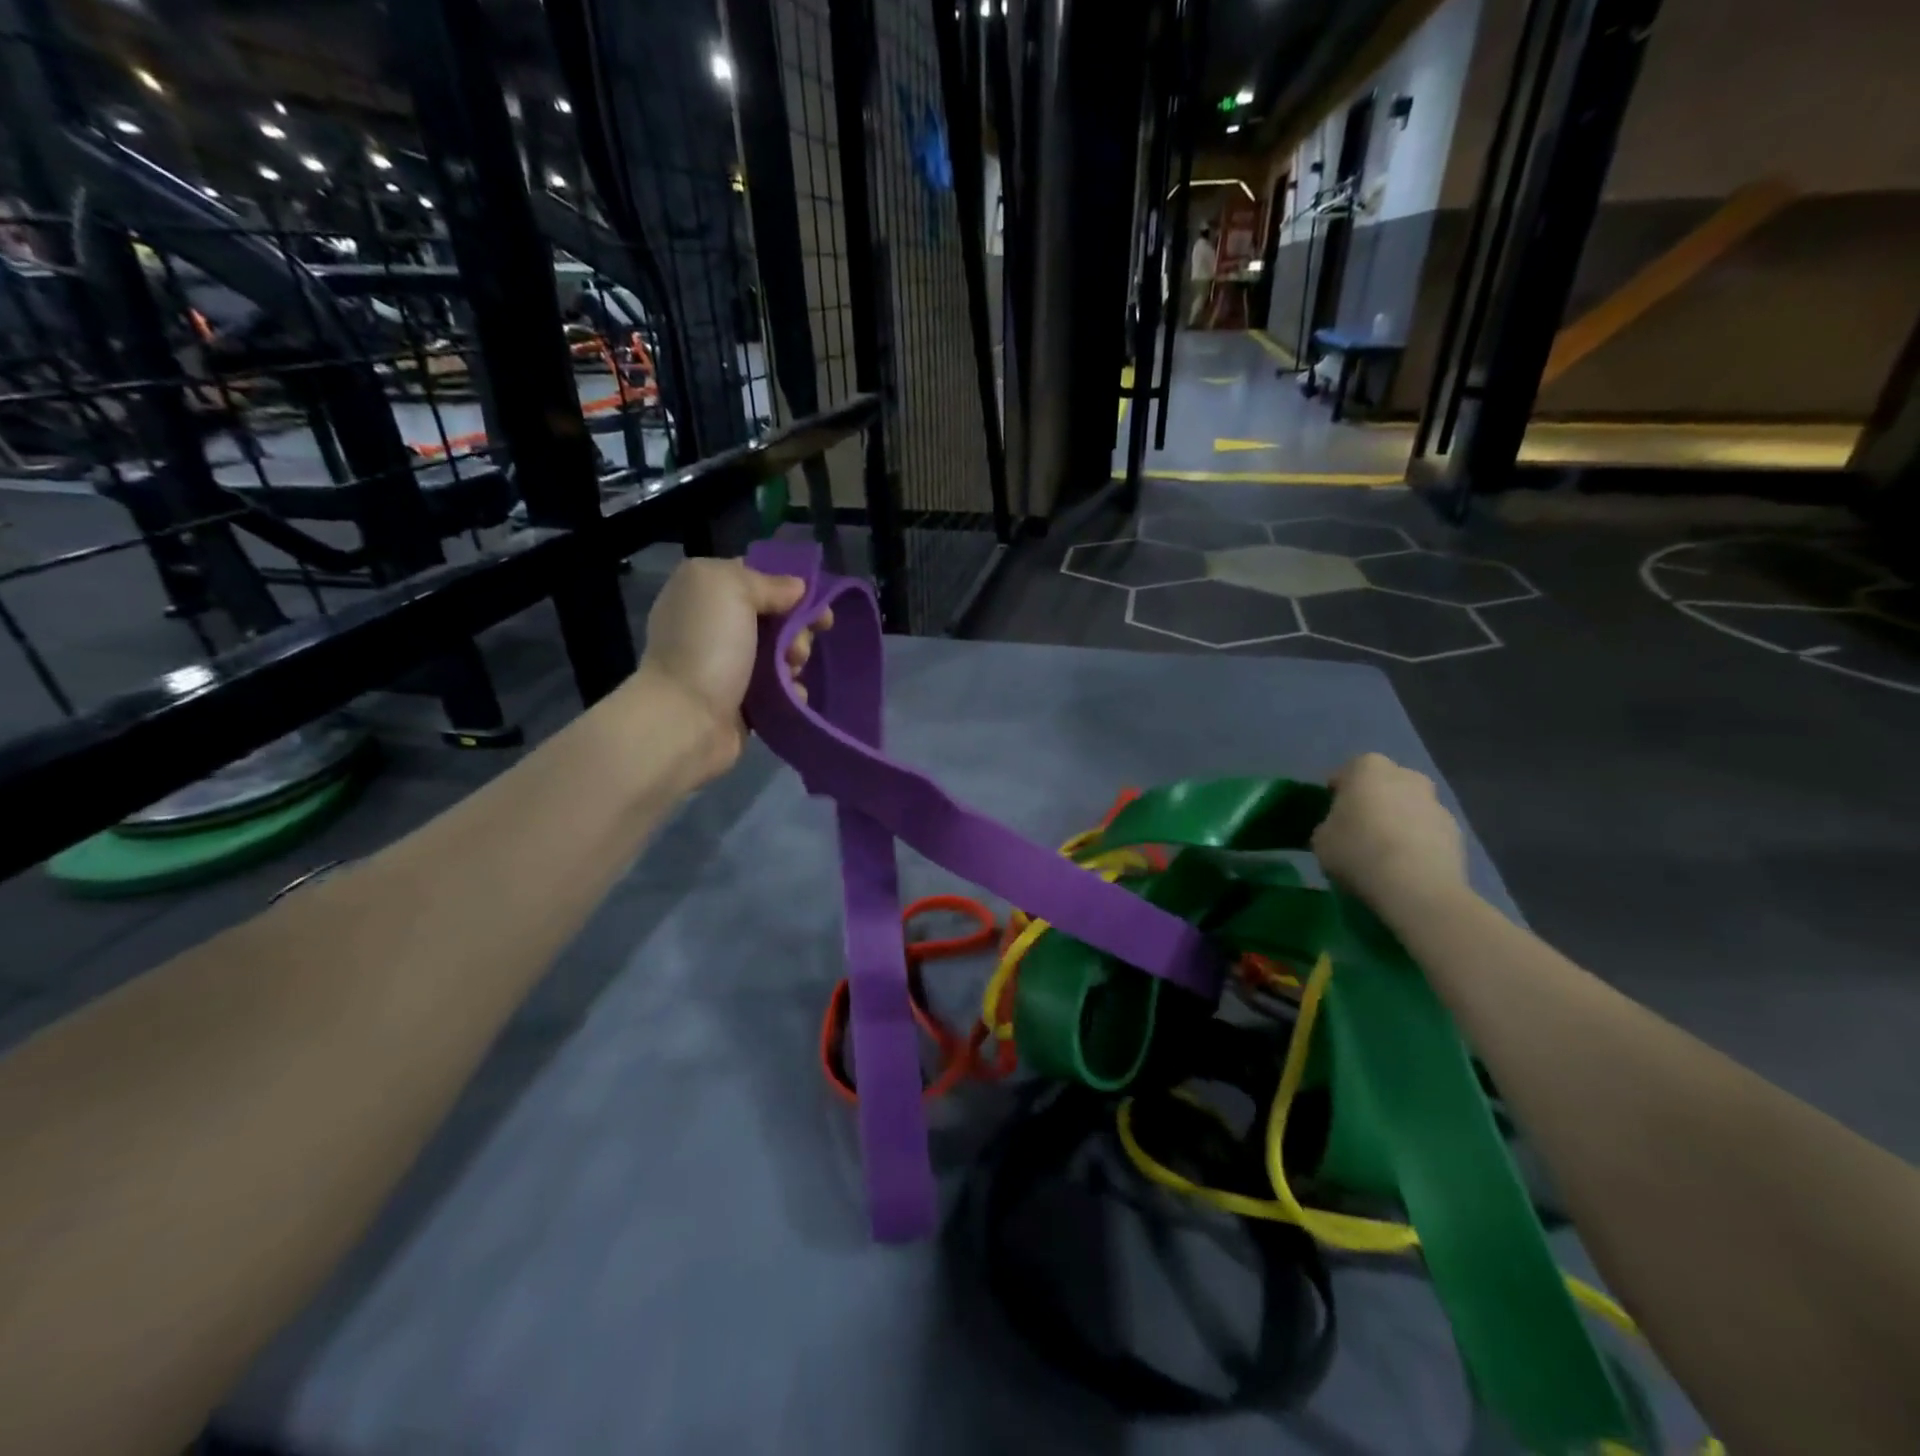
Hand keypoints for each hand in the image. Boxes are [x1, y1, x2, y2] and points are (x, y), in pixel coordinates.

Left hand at [633, 557, 830, 776]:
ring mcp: (728, 664)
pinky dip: (791, 689)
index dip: (790, 586)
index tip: (817, 603)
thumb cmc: (707, 646)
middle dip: (797, 628)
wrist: (686, 718)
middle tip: (797, 647)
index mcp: (705, 591)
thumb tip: (797, 589)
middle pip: (776, 616)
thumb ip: (767, 582)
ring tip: (792, 674)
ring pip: (782, 652)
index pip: (757, 576)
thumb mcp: (731, 589)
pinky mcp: (742, 699)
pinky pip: (779, 686)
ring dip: (796, 660)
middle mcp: (714, 624)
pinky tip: (792, 693)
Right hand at [1311, 753, 1467, 911]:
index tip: (1332, 814)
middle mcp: (1406, 776)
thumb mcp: (1321, 839)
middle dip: (1374, 801)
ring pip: (1409, 807)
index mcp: (1368, 768)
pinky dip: (1418, 842)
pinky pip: (1428, 831)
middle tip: (1359, 829)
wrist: (1416, 886)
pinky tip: (1406, 866)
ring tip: (1385, 853)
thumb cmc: (1357, 851)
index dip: (1338, 793)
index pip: (1347, 772)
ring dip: (1398, 821)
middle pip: (1384, 784)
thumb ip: (1330, 826)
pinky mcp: (1456, 832)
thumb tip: (1339, 830)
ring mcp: (1436, 803)